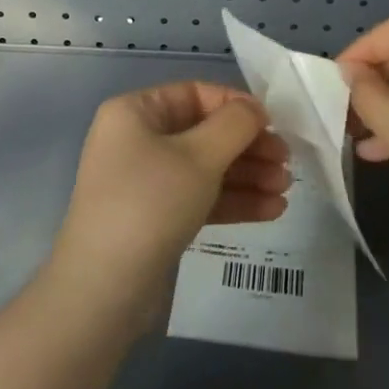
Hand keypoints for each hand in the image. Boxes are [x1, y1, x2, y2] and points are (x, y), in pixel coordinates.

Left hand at [49, 81, 289, 333]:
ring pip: (205, 168)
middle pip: (204, 132)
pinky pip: (198, 198)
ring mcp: (144, 181)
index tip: (274, 124)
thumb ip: (234, 126)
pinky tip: (271, 210)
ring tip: (285, 190)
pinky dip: (231, 201)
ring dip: (246, 176)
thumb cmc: (150, 204)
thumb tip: (255, 109)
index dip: (237, 106)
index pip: (196, 94)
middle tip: (286, 162)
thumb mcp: (198, 157)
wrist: (102, 294)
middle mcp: (137, 139)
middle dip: (248, 147)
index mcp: (136, 112)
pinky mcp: (154, 219)